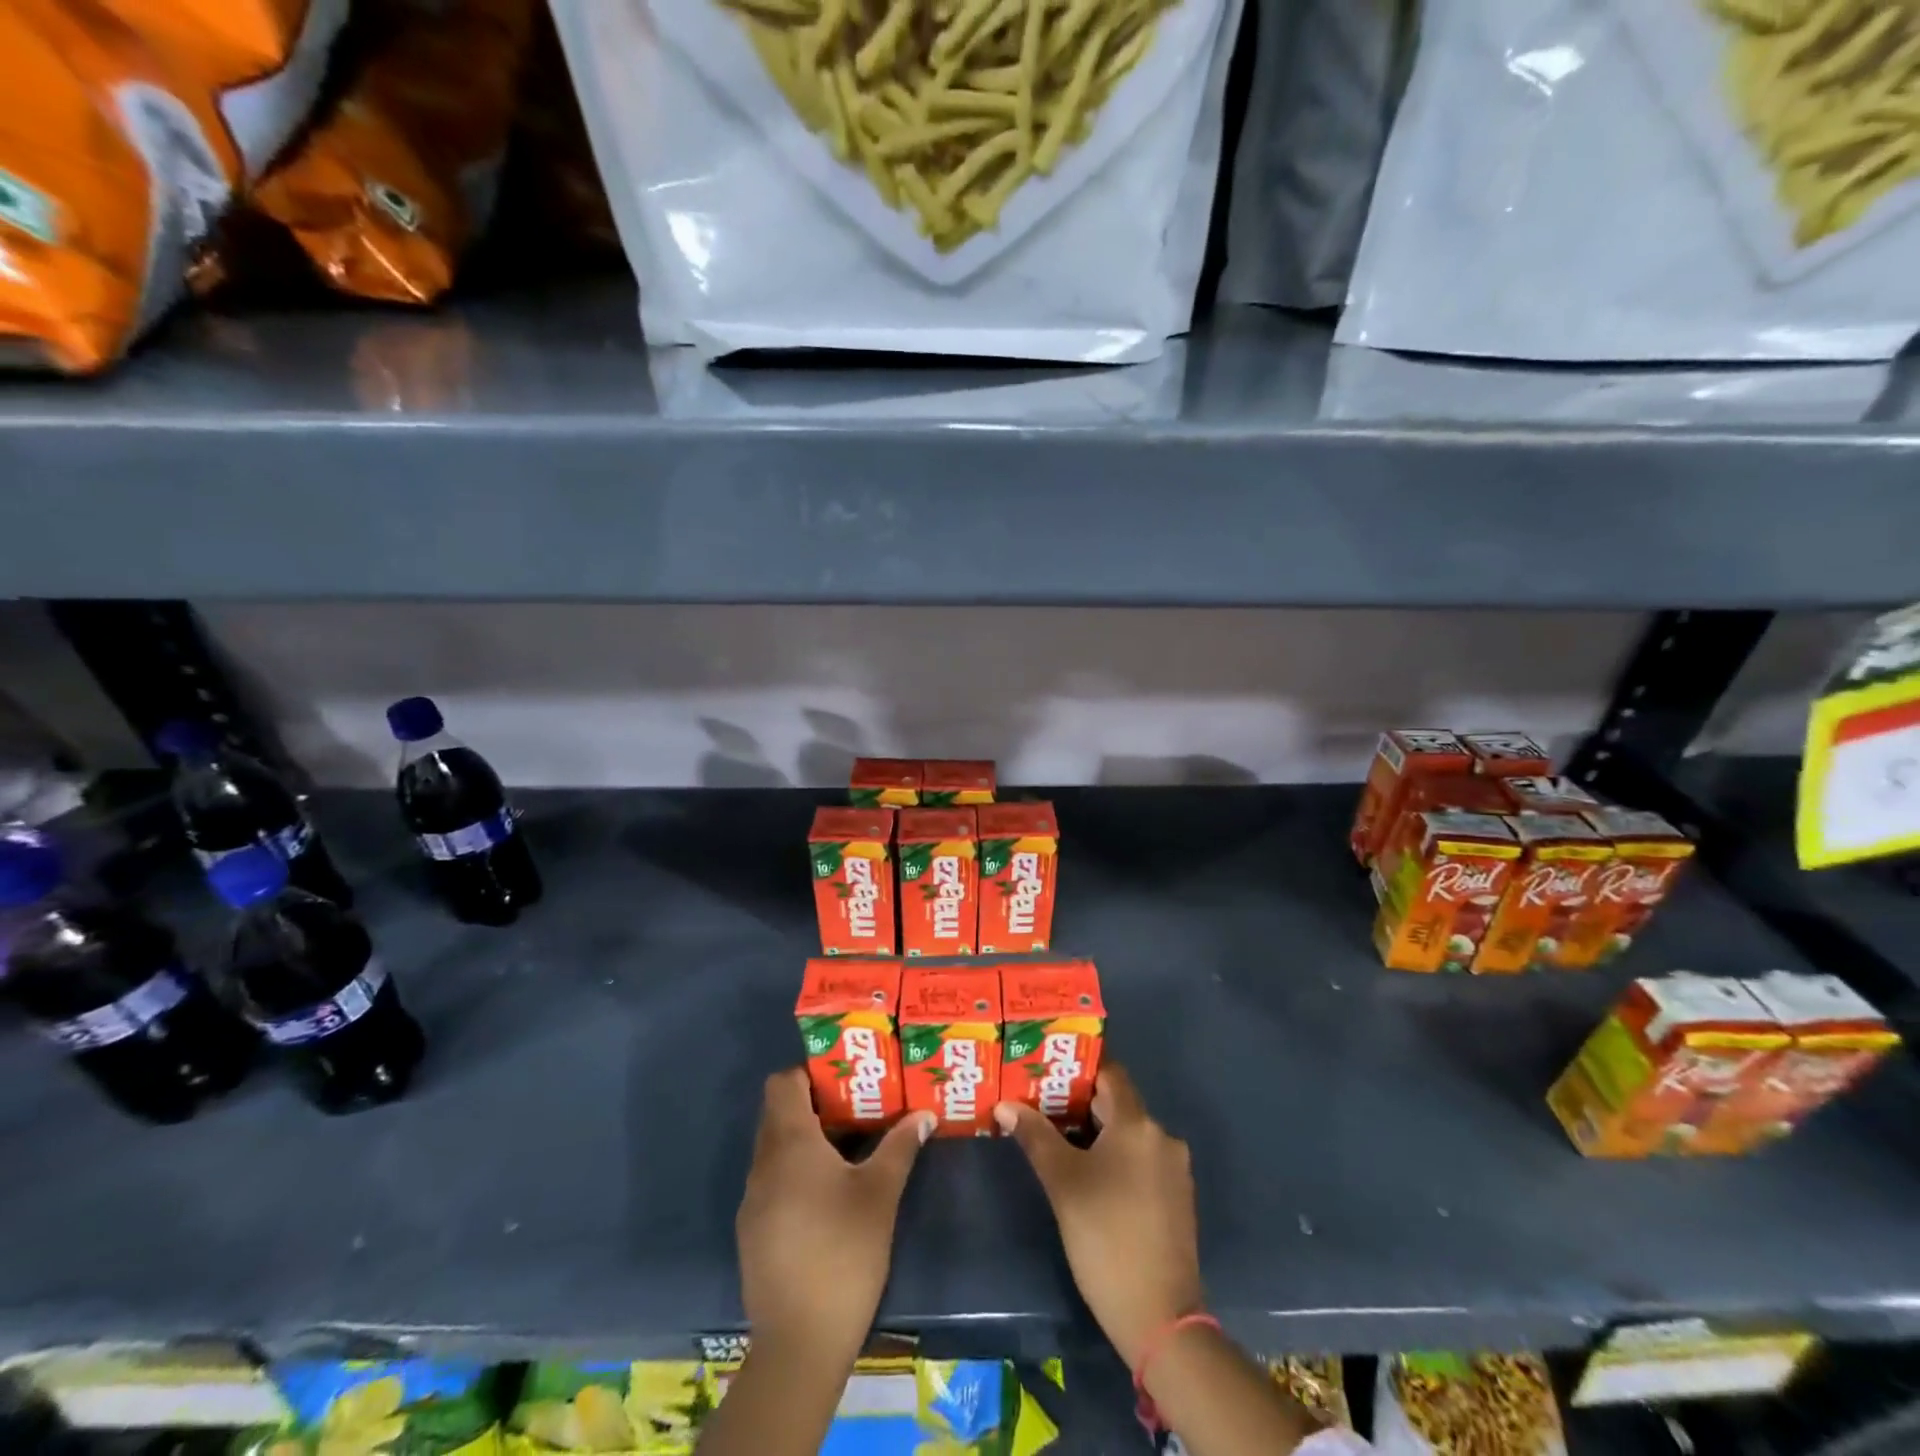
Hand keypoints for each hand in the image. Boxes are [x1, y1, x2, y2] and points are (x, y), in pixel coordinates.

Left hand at [736, 1068, 933, 1361]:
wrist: (800, 1343)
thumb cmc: (843, 1252)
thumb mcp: (880, 1193)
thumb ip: (900, 1146)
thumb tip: (924, 1114)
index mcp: (789, 1143)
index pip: (782, 1082)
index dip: (809, 1072)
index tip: (844, 1076)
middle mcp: (763, 1163)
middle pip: (778, 1113)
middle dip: (815, 1104)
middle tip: (856, 1105)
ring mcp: (753, 1200)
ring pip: (775, 1148)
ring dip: (806, 1139)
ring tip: (849, 1146)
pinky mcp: (753, 1231)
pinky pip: (772, 1180)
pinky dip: (796, 1172)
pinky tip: (828, 1194)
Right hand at [995, 1064, 1202, 1368]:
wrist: (1159, 1318)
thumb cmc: (1106, 1237)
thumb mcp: (1063, 1183)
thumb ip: (1035, 1137)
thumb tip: (1005, 1105)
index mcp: (1138, 1124)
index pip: (1110, 1073)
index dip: (1079, 1067)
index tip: (1048, 1068)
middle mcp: (1162, 1137)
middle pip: (1118, 1104)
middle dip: (1080, 1102)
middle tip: (1041, 1103)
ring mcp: (1174, 1170)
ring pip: (1128, 1135)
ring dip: (1096, 1132)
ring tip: (1057, 1137)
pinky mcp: (1176, 1199)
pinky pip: (1140, 1161)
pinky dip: (1115, 1158)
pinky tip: (1088, 1175)